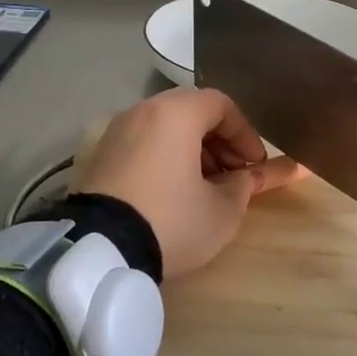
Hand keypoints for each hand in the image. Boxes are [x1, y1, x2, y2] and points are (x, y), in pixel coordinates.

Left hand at [75, 87, 299, 278]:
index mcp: (176, 114)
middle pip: (191, 112)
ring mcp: (116, 132)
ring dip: (192, 150)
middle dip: (219, 141)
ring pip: (165, 127)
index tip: (255, 165)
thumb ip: (246, 185)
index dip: (245, 133)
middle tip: (233, 174)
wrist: (100, 250)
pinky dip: (165, 157)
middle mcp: (143, 111)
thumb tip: (257, 175)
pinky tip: (173, 192)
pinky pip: (143, 143)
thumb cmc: (171, 221)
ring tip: (205, 187)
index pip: (221, 105)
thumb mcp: (222, 210)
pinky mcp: (100, 155)